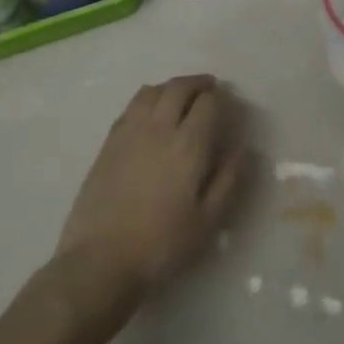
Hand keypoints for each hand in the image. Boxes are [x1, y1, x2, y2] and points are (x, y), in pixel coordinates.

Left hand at [53, 75, 246, 308]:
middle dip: (197, 83)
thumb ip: (228, 179)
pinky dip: (148, 99)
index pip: (208, 103)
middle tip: (209, 88)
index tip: (229, 102)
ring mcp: (129, 132)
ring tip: (181, 95)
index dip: (221, 97)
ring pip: (152, 91)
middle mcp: (159, 128)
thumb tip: (243, 147)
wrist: (99, 260)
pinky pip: (131, 106)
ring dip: (171, 87)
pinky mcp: (108, 143)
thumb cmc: (161, 245)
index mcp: (188, 145)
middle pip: (179, 88)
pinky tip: (151, 112)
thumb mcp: (207, 221)